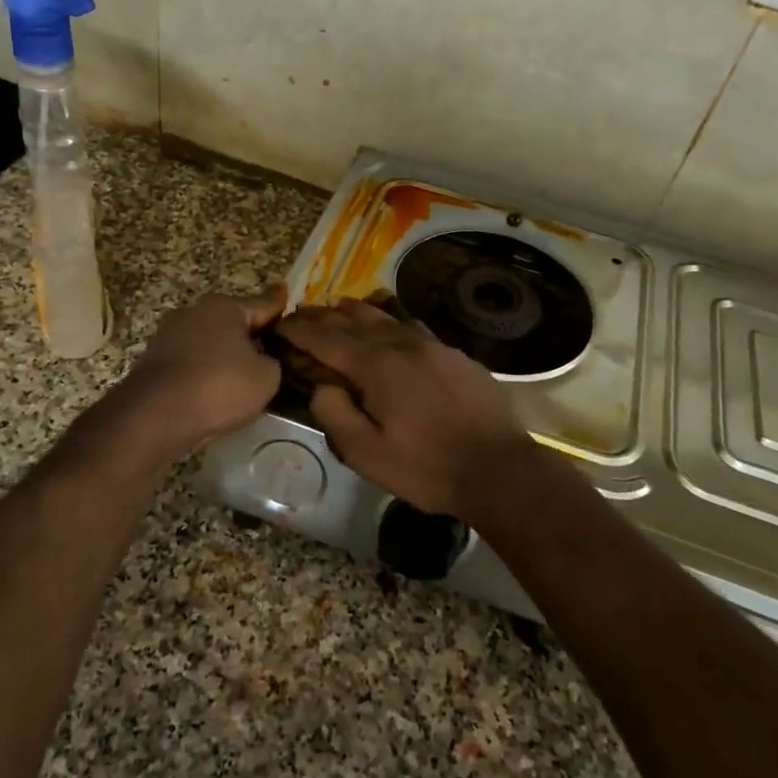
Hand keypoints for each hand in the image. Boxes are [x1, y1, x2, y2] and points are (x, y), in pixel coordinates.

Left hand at [117, 286, 286, 453]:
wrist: (155, 415)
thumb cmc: (219, 386)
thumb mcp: (266, 377)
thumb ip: (272, 361)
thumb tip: (262, 359)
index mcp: (225, 307)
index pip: (263, 303)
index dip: (279, 303)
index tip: (285, 292)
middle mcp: (195, 311)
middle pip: (232, 320)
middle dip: (249, 332)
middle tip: (270, 347)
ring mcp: (169, 334)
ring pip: (209, 340)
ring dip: (224, 353)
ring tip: (241, 373)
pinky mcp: (153, 360)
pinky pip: (190, 361)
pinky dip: (204, 370)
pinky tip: (213, 388)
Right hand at [275, 299, 534, 518]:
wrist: (498, 468)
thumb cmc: (426, 467)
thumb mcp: (367, 454)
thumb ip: (335, 415)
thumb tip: (322, 385)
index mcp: (376, 366)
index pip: (326, 340)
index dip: (299, 331)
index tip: (279, 326)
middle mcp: (402, 344)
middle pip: (353, 321)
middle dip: (322, 317)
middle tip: (299, 315)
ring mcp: (433, 345)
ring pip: (385, 318)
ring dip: (356, 312)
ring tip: (337, 309)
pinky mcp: (455, 355)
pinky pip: (413, 327)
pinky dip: (390, 321)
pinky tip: (390, 325)